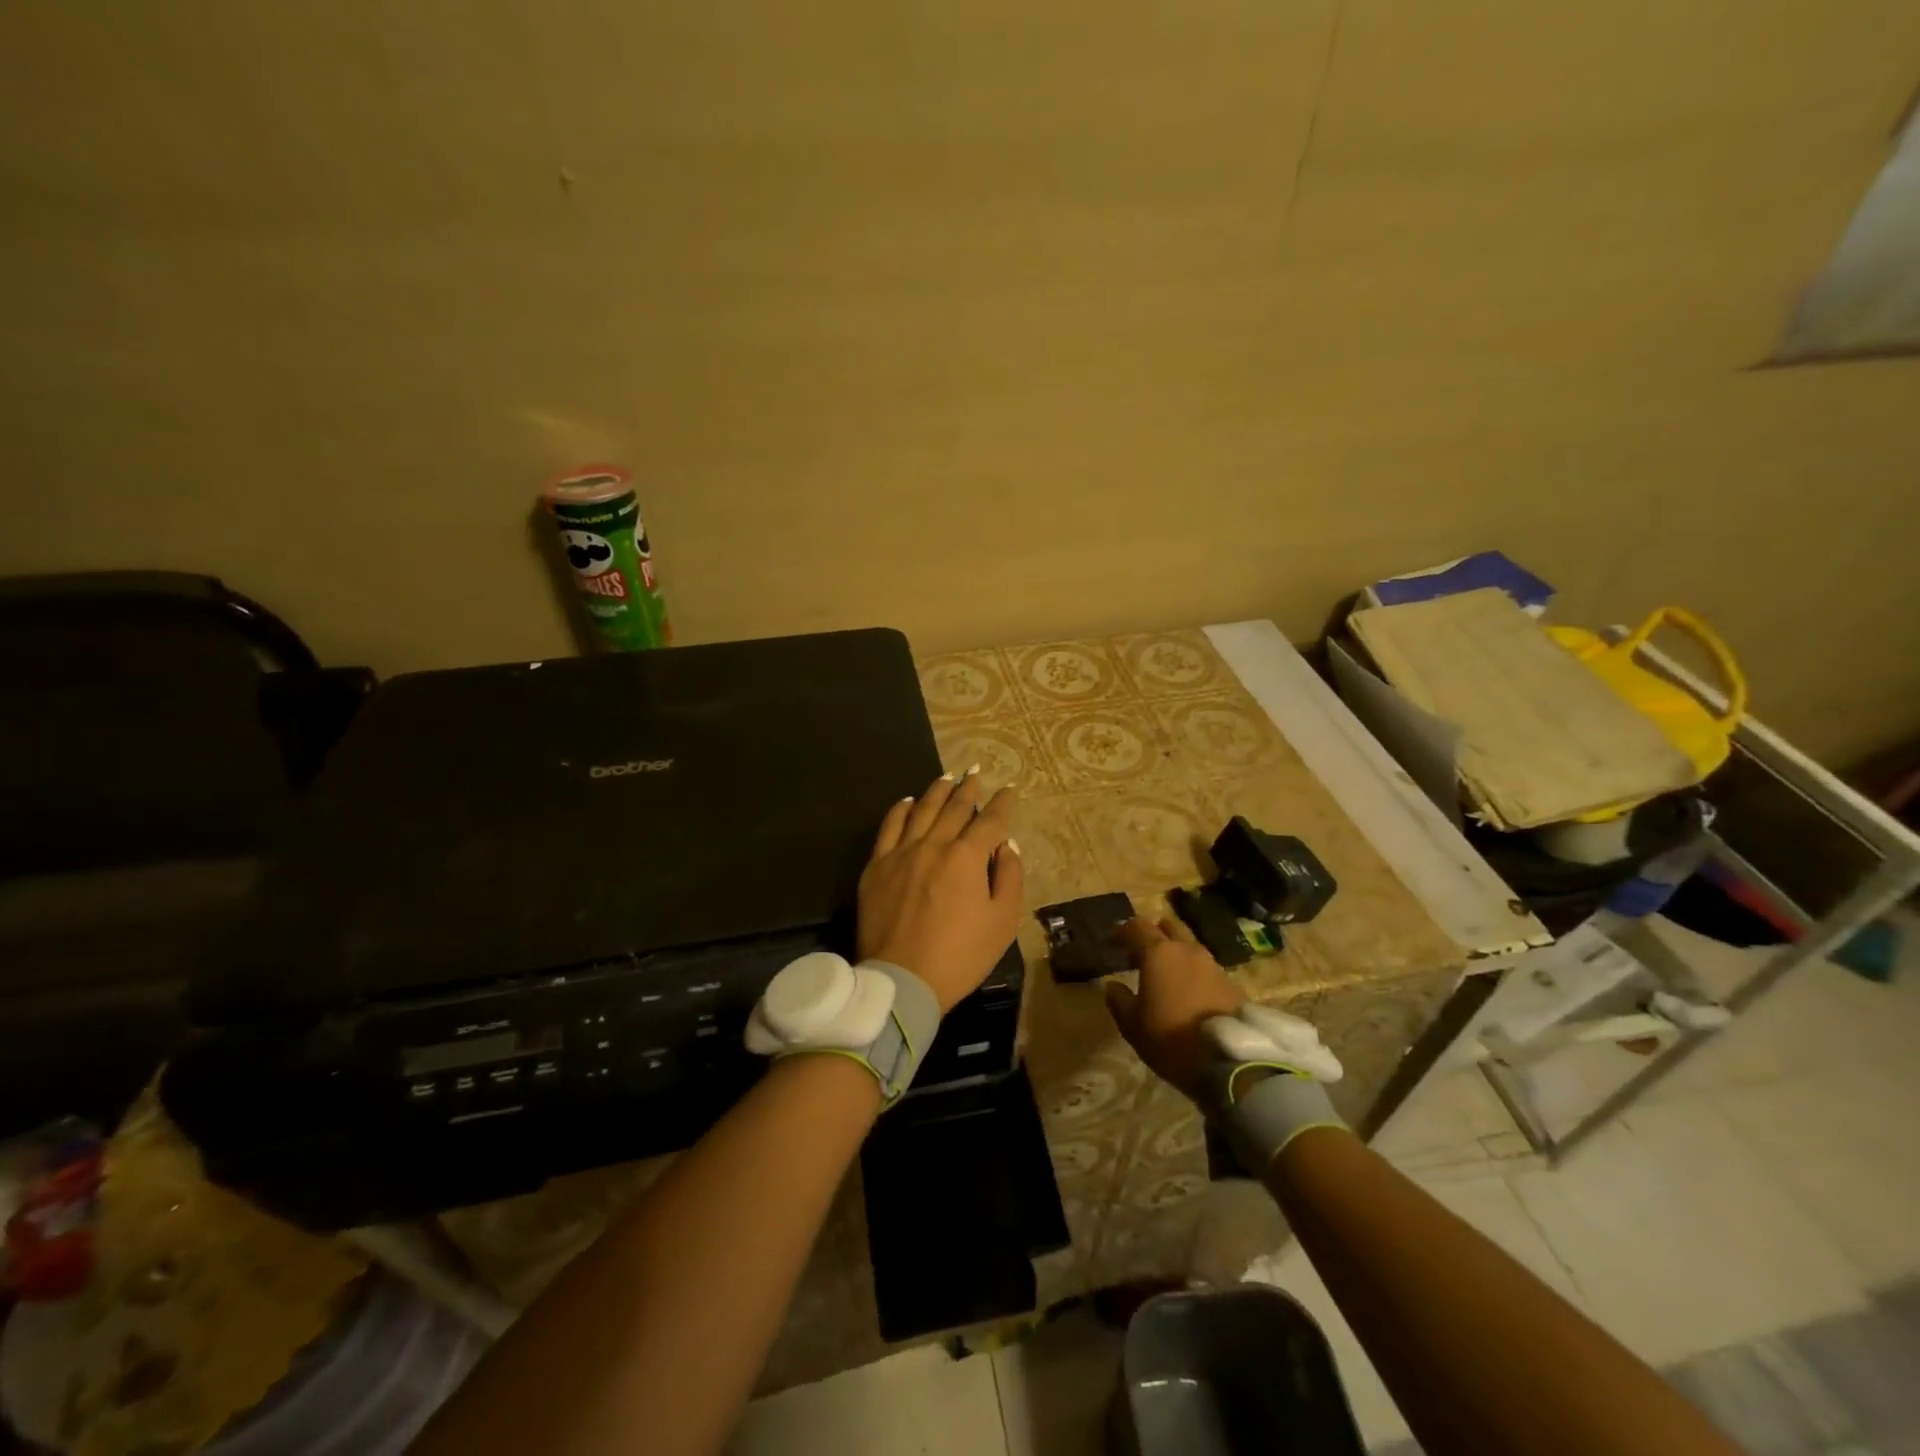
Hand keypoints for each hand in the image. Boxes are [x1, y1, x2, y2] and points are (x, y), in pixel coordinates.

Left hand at [858, 772, 1024, 1013]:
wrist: (903, 980)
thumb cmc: (960, 956)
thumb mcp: (1002, 922)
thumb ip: (1009, 878)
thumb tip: (1006, 846)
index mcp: (967, 858)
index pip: (990, 822)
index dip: (1003, 804)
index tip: (1009, 790)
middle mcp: (934, 845)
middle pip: (955, 808)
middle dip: (969, 789)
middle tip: (976, 773)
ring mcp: (901, 853)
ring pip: (922, 810)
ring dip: (937, 791)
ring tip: (947, 777)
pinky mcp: (877, 866)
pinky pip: (889, 827)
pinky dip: (900, 810)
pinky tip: (908, 801)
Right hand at [1103, 917, 1246, 1096]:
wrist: (1229, 1060)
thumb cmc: (1171, 1038)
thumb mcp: (1133, 1026)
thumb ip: (1119, 1001)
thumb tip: (1112, 986)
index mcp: (1158, 954)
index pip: (1137, 927)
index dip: (1123, 931)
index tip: (1113, 943)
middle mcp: (1187, 950)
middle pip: (1169, 926)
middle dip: (1155, 933)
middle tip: (1142, 952)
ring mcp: (1213, 965)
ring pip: (1190, 946)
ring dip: (1177, 952)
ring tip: (1167, 973)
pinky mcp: (1232, 983)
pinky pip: (1207, 967)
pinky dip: (1194, 972)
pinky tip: (1190, 991)